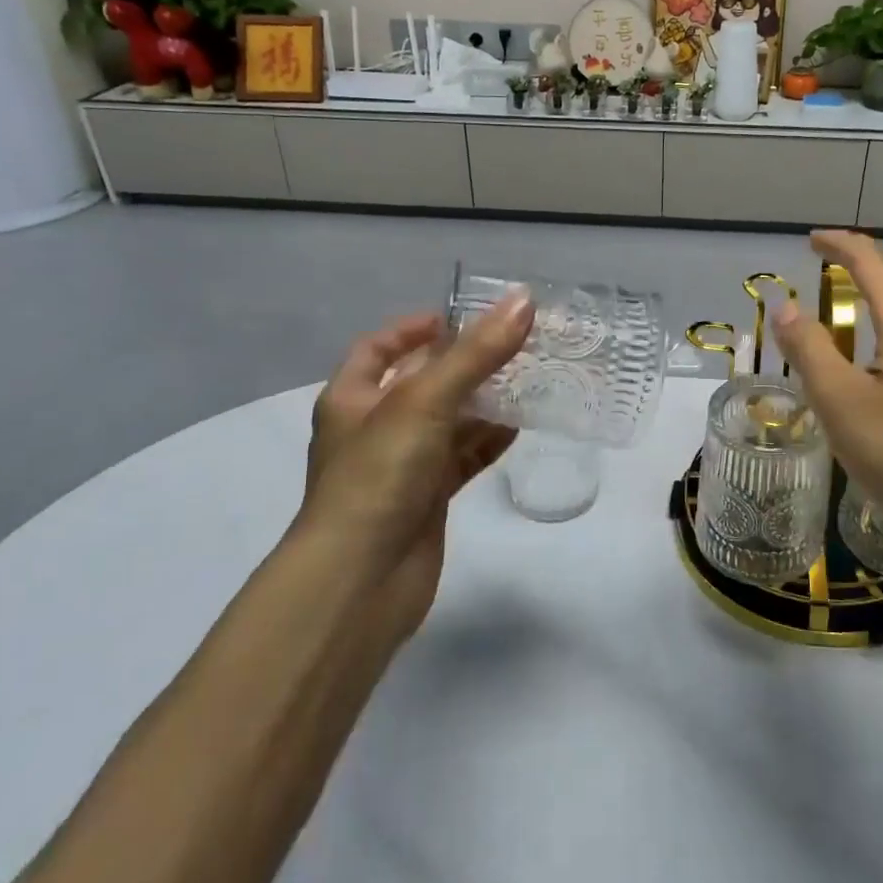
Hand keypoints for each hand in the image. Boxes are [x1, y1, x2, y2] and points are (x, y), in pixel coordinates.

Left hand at [296, 295, 534, 645]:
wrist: (361, 581)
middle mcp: (374, 428)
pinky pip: (462, 458)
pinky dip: (488, 442)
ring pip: (448, 422)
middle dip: (463, 363)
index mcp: (352, 398)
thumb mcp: (424, 401)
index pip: (379, 349)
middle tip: (513, 343)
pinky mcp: (428, 499)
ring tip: (530, 378)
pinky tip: (522, 426)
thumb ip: (476, 353)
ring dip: (483, 402)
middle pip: (422, 382)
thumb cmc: (379, 476)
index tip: (457, 317)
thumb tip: (524, 301)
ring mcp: (402, 466)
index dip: (413, 328)